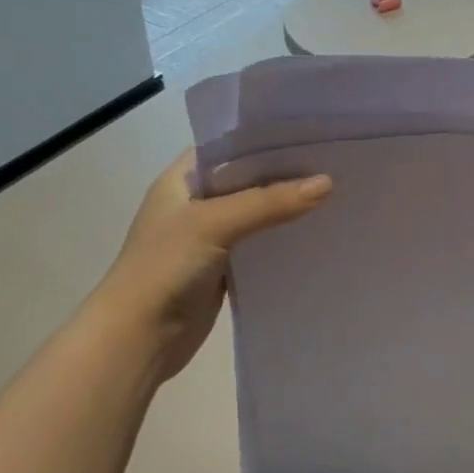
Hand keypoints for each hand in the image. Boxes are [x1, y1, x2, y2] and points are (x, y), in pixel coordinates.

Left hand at [99, 151, 331, 388]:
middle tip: (334, 163)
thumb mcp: (215, 223)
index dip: (266, 140)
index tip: (311, 134)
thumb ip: (269, 202)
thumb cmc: (164, 267)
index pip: (229, 146)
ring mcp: (208, 237)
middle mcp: (195, 202)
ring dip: (286, 208)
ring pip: (256, 213)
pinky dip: (282, 240)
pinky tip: (316, 233)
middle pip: (247, 180)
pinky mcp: (222, 268)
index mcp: (182, 179)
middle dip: (285, 174)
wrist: (137, 338)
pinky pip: (258, 246)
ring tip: (335, 193)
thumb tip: (327, 183)